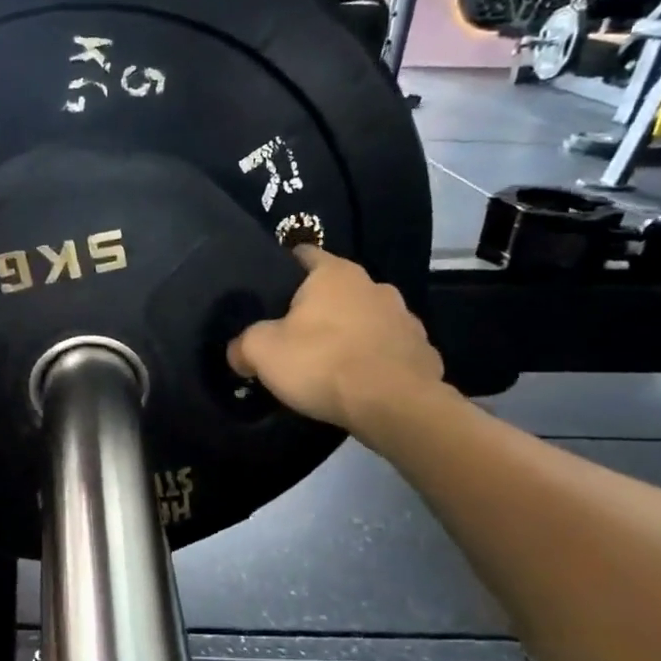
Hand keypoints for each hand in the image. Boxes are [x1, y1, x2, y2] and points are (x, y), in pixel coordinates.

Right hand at [228, 246, 447, 441]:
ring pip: (366, 319)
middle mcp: (374, 285)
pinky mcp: (422, 352)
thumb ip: (243, 345)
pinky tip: (359, 384)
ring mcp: (405, 318)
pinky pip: (389, 350)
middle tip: (292, 336)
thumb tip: (238, 352)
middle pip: (336, 290)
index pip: (303, 254)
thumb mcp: (262, 352)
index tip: (267, 293)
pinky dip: (374, 361)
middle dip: (317, 309)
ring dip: (350, 334)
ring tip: (328, 364)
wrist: (394, 406)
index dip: (282, 269)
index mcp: (335, 274)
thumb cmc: (322, 363)